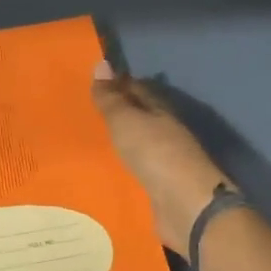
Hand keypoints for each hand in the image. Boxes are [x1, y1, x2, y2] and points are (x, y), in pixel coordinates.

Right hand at [91, 61, 230, 254]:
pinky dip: (123, 170)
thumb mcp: (127, 122)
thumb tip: (102, 63)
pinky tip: (104, 173)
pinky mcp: (160, 190)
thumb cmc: (156, 155)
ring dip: (119, 143)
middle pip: (139, 118)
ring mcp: (165, 163)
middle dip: (117, 114)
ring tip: (88, 143)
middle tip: (85, 112)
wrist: (186, 207)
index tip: (94, 81)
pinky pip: (136, 173)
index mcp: (160, 111)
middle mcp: (165, 134)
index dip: (118, 83)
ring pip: (137, 147)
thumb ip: (112, 99)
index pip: (137, 89)